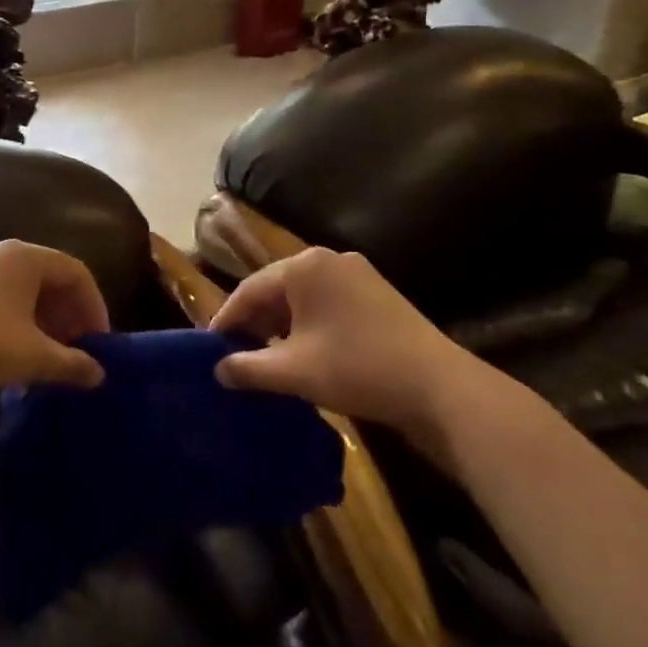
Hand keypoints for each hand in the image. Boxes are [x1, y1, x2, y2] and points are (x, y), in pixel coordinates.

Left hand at [0, 240, 108, 408]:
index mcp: (25, 257)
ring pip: (25, 292)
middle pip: (51, 280)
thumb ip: (72, 364)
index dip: (95, 307)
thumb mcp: (31, 358)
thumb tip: (100, 374)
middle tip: (78, 352)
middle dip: (70, 316)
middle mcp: (1, 254)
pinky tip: (16, 357)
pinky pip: (2, 300)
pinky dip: (19, 324)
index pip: (76, 273)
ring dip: (45, 323)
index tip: (100, 343)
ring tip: (50, 359)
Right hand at [211, 248, 514, 461]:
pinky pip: (329, 304)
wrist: (437, 387)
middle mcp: (330, 259)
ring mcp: (358, 274)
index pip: (249, 289)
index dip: (226, 320)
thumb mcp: (293, 371)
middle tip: (236, 355)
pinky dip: (310, 326)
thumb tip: (217, 370)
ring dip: (282, 326)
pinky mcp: (378, 295)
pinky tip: (306, 353)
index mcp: (304, 266)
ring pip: (304, 298)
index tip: (209, 348)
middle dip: (255, 322)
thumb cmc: (356, 368)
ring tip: (267, 358)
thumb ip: (247, 368)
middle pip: (277, 289)